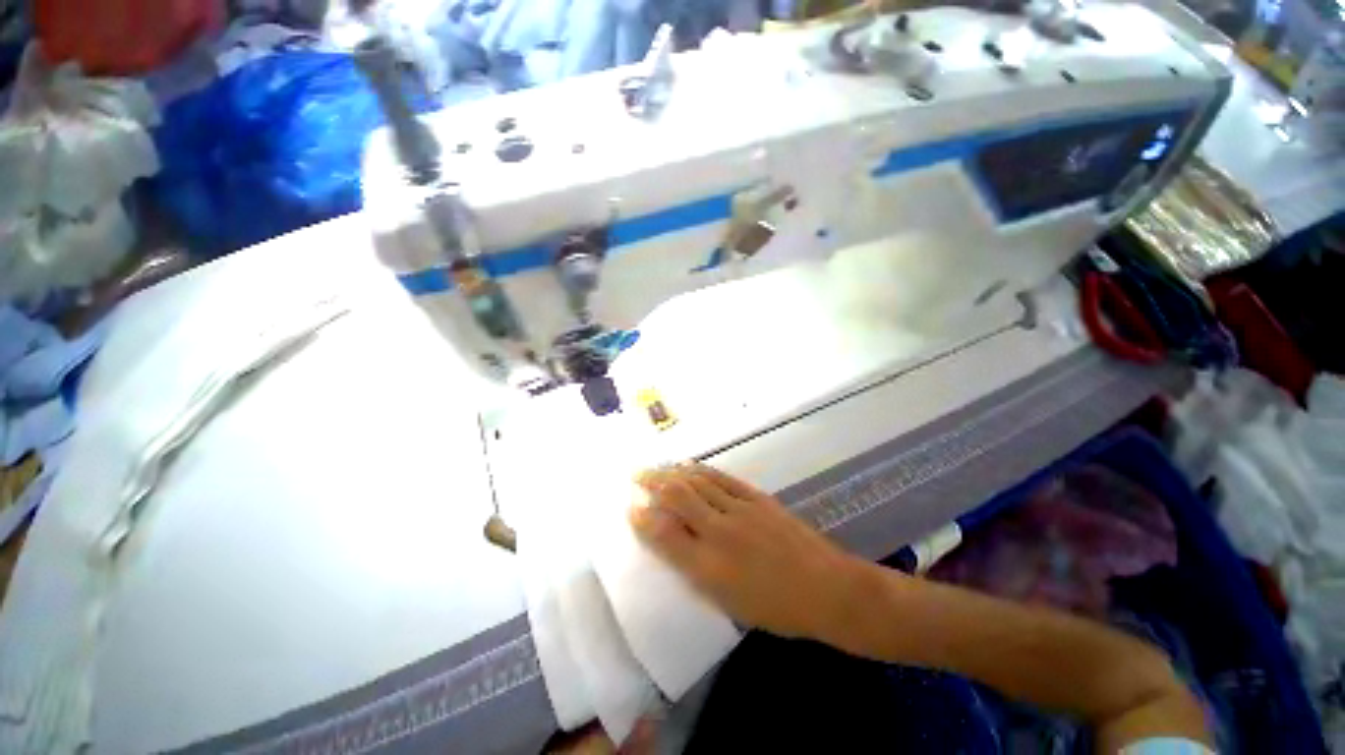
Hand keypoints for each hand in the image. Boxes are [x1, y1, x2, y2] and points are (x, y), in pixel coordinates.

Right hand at [628, 463, 866, 640]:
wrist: (826, 588)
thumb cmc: (776, 608)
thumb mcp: (729, 603)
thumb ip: (697, 571)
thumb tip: (675, 544)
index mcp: (710, 568)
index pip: (665, 535)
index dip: (642, 520)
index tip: (630, 508)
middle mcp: (720, 533)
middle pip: (678, 497)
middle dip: (652, 482)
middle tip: (636, 475)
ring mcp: (740, 510)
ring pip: (697, 482)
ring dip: (672, 472)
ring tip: (657, 467)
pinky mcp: (757, 497)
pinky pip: (722, 478)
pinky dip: (700, 469)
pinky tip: (688, 465)